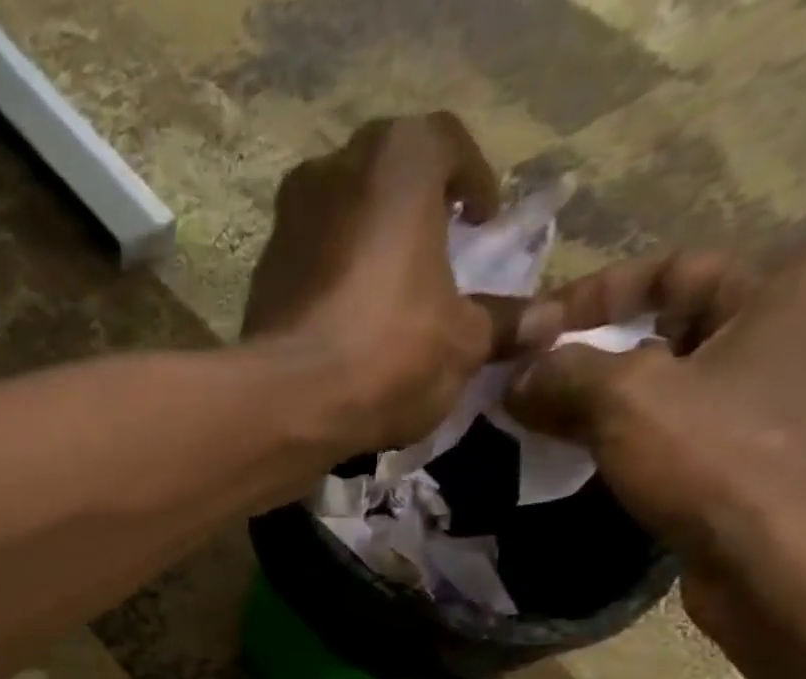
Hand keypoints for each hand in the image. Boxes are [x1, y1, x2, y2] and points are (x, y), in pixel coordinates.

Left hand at [243, 113, 529, 457]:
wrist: (287, 404)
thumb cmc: (389, 353)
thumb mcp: (464, 342)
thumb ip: (505, 323)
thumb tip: (547, 321)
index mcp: (398, 158)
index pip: (449, 146)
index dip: (474, 184)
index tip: (484, 224)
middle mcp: (333, 171)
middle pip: (386, 180)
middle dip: (414, 212)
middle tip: (436, 254)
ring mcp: (285, 224)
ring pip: (340, 223)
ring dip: (366, 249)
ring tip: (388, 297)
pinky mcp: (258, 280)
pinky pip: (308, 269)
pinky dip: (330, 286)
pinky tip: (345, 328)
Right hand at [504, 253, 805, 649]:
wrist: (789, 569)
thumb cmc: (718, 462)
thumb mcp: (626, 400)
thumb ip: (563, 372)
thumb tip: (517, 377)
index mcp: (790, 288)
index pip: (670, 268)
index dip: (589, 298)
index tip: (529, 338)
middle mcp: (801, 330)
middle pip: (669, 327)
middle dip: (591, 357)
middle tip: (529, 387)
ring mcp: (787, 399)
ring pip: (673, 384)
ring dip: (604, 402)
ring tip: (544, 426)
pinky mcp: (766, 456)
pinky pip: (686, 428)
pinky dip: (633, 438)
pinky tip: (588, 460)